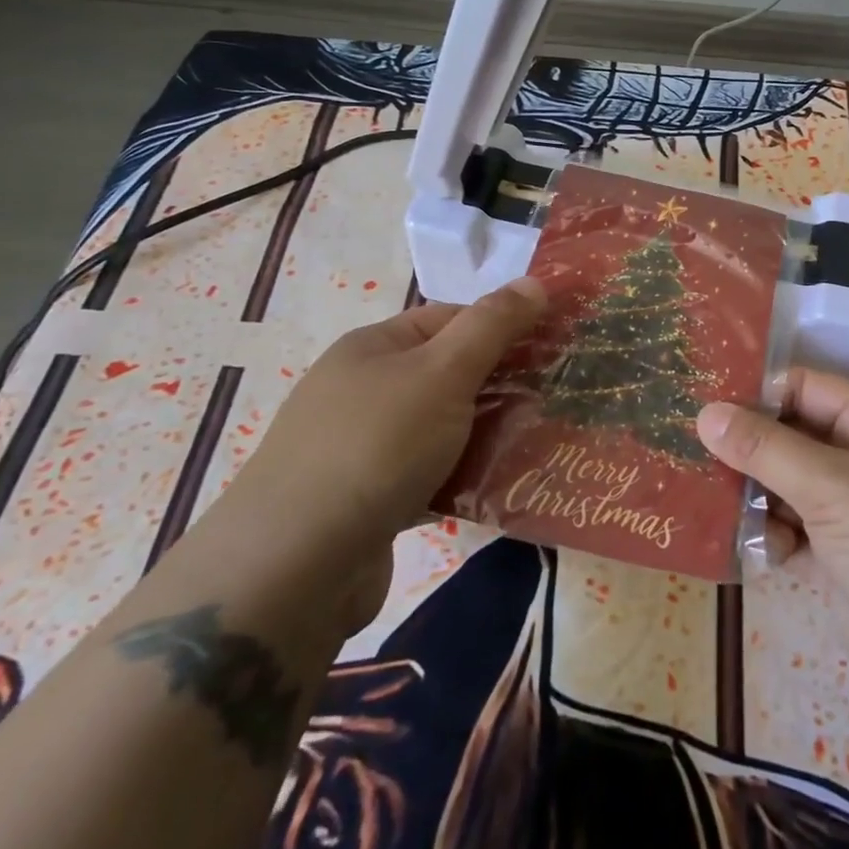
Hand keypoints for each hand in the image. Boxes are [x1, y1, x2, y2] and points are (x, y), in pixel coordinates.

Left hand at [210, 278, 545, 631]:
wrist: (294, 567)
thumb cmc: (377, 446)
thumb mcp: (443, 371)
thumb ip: (492, 325)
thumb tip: (536, 282)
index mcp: (375, 346)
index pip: (452, 318)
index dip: (502, 326)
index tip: (552, 347)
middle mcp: (363, 388)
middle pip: (448, 373)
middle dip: (500, 385)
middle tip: (554, 398)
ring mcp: (361, 446)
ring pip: (442, 427)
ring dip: (486, 435)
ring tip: (538, 444)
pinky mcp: (367, 500)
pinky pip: (428, 474)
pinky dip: (460, 477)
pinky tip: (497, 489)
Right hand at [697, 372, 848, 738]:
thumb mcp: (832, 487)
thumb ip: (766, 449)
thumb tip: (706, 412)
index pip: (807, 387)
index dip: (758, 391)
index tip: (701, 402)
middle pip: (795, 436)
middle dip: (747, 445)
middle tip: (686, 449)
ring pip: (790, 487)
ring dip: (753, 493)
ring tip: (701, 497)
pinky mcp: (845, 564)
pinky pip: (795, 534)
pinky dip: (770, 537)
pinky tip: (743, 547)